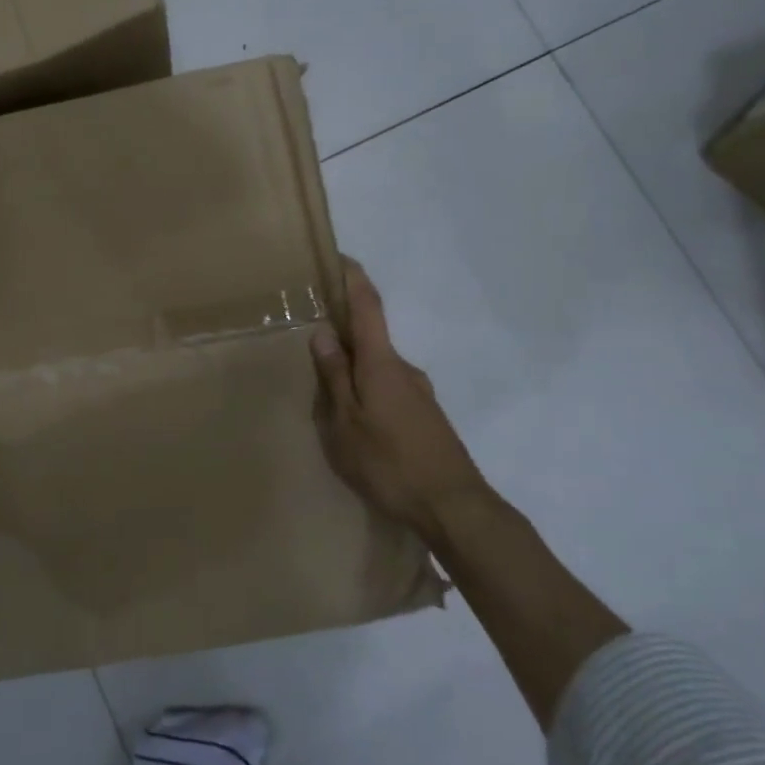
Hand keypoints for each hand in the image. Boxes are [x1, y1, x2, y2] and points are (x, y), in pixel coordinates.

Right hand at [310, 257, 491, 537]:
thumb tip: (323, 332)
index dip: (353, 279)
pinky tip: (356, 426)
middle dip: (341, 337)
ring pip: (377, 370)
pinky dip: (367, 394)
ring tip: (327, 401)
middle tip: (310, 351)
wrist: (454, 508)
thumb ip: (334, 376)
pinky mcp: (426, 419)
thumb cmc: (389, 462)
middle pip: (369, 340)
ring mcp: (419, 394)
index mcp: (381, 363)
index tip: (340, 256)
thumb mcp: (346, 422)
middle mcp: (404, 369)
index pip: (367, 306)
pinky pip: (388, 392)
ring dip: (353, 373)